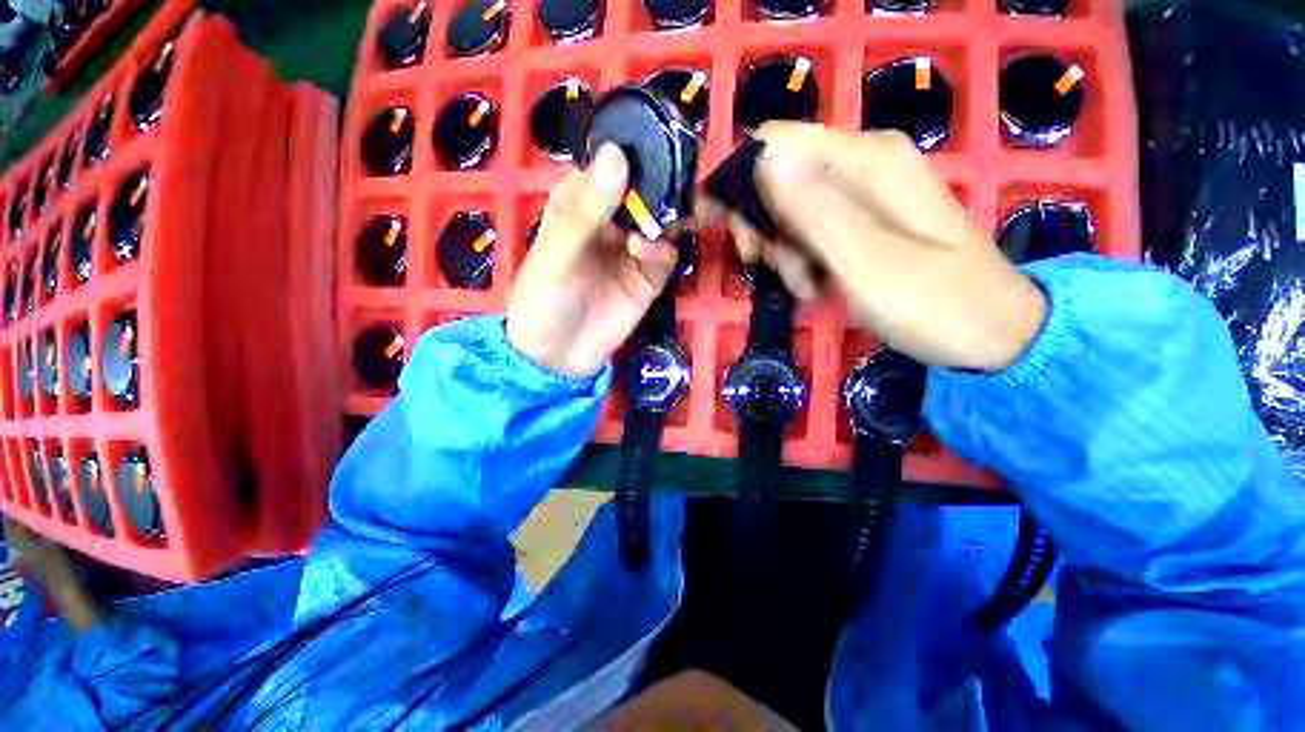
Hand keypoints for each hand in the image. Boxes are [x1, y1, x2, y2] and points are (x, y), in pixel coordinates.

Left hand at [506, 145, 678, 377]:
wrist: (557, 358)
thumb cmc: (542, 300)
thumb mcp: (556, 254)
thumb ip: (586, 210)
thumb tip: (617, 155)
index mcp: (579, 203)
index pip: (609, 165)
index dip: (631, 153)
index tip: (654, 141)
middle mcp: (610, 220)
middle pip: (643, 191)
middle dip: (659, 186)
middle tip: (672, 182)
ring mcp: (631, 249)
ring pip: (660, 221)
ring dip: (663, 218)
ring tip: (657, 224)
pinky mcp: (648, 277)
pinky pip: (665, 255)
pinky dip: (661, 250)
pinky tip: (645, 255)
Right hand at [719, 123, 1046, 372]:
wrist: (991, 334)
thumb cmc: (934, 301)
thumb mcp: (863, 259)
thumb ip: (811, 209)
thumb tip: (761, 161)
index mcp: (864, 161)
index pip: (776, 143)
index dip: (737, 179)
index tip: (718, 225)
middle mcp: (862, 167)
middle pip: (779, 178)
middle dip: (761, 224)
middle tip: (762, 263)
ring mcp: (864, 197)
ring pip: (791, 211)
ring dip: (784, 251)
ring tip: (807, 287)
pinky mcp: (864, 224)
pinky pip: (813, 232)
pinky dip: (804, 261)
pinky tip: (817, 288)